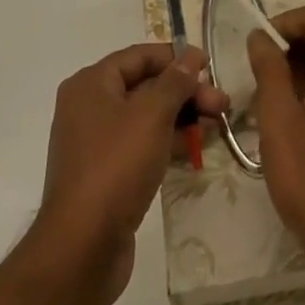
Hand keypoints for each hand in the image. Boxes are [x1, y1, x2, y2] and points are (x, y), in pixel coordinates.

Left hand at [32, 43, 229, 304]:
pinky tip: (195, 148)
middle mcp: (89, 107)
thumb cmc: (115, 167)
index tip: (209, 65)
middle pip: (144, 86)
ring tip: (218, 124)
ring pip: (146, 117)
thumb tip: (190, 57)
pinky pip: (141, 145)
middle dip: (184, 92)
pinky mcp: (106, 174)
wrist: (82, 248)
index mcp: (91, 84)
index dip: (175, 57)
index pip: (138, 56)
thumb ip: (174, 82)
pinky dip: (168, 142)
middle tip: (222, 104)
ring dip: (181, 117)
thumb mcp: (151, 116)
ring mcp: (96, 143)